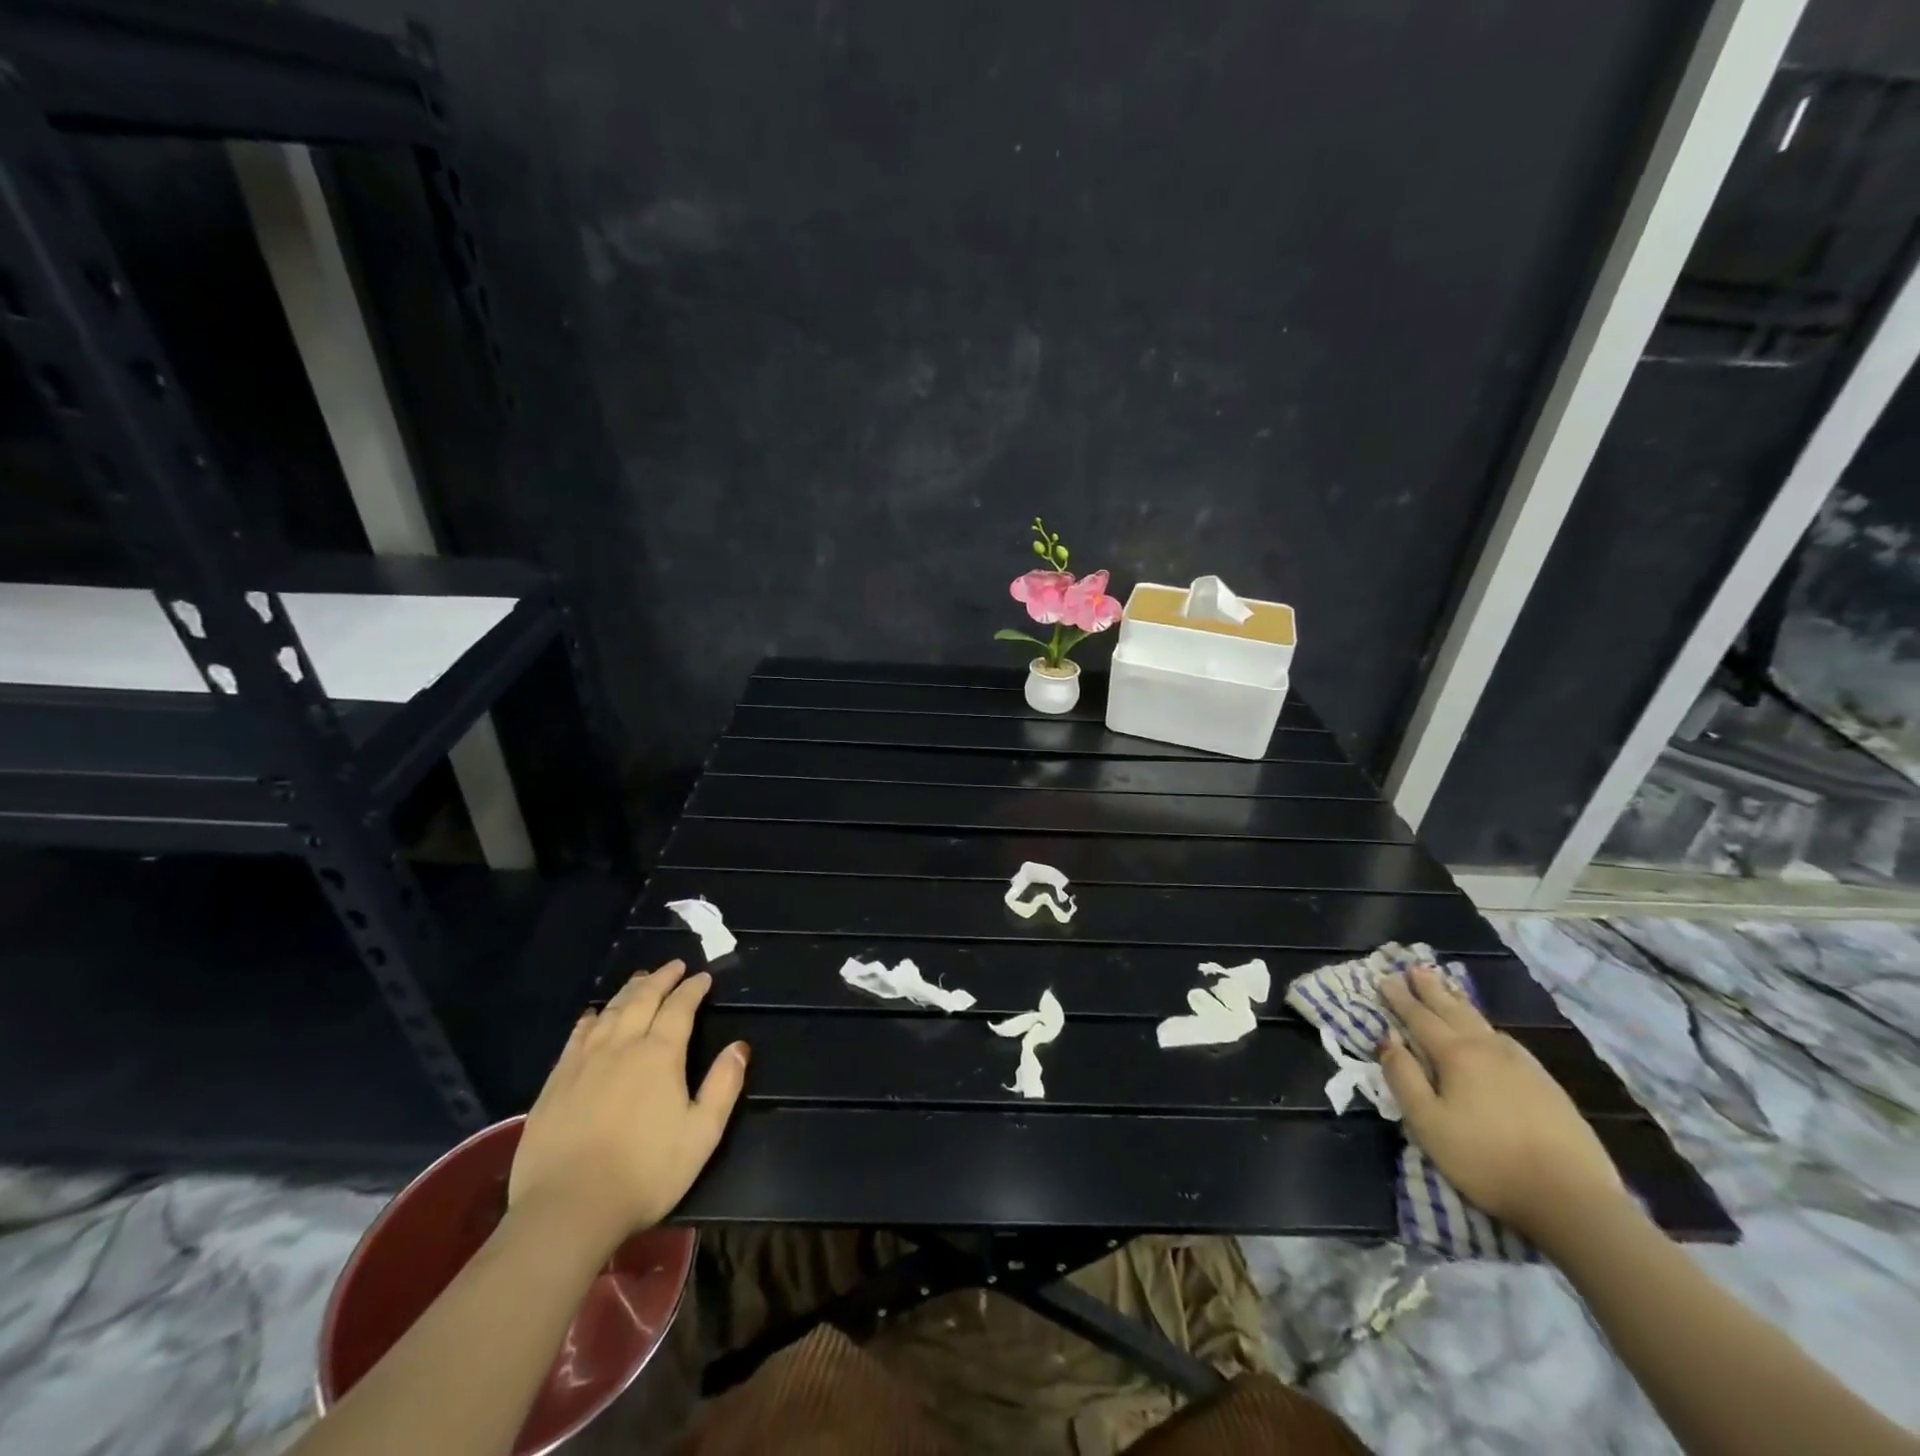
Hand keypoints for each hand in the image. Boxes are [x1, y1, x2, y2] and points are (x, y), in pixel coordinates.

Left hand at [508, 961, 747, 1249]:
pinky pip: (577, 1036)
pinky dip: (591, 1018)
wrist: (567, 1209)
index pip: (680, 1008)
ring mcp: (584, 1062)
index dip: (693, 989)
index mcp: (660, 1054)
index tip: (703, 977)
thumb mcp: (701, 1134)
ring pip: (611, 1012)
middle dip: (661, 978)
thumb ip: (723, 1086)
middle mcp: (622, 1046)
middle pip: (643, 999)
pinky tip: (594, 1015)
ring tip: (640, 979)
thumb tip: (740, 1047)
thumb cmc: (645, 1173)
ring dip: (629, 991)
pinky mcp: (556, 1082)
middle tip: (674, 966)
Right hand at [1379, 965, 1627, 1243]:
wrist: (1573, 1199)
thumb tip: (1387, 1039)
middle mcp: (1489, 1050)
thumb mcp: (1428, 1122)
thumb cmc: (1486, 1159)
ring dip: (1460, 1004)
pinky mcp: (1548, 1086)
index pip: (1420, 1018)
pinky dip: (1488, 1028)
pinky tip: (1492, 1035)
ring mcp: (1524, 1066)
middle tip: (1416, 968)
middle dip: (1432, 990)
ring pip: (1483, 1024)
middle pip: (1454, 1011)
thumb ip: (1403, 1077)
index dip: (1400, 999)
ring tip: (1448, 992)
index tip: (1385, 979)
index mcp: (1456, 1056)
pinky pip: (1507, 1042)